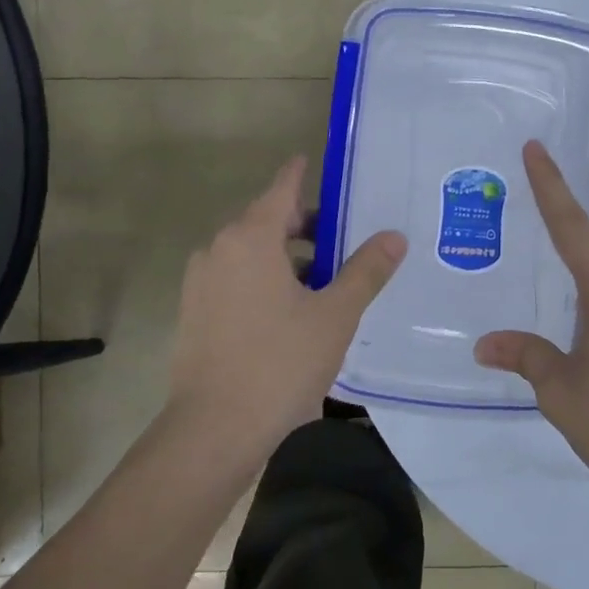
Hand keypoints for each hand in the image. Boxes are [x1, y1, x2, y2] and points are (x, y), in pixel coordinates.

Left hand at [165, 156, 405, 457]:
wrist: (214, 429)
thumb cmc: (280, 363)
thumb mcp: (335, 315)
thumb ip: (366, 271)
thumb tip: (394, 237)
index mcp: (250, 238)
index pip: (281, 189)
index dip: (300, 173)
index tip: (312, 159)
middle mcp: (218, 250)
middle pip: (265, 221)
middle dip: (303, 224)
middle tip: (343, 237)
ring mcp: (200, 282)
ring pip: (250, 253)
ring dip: (285, 257)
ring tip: (325, 280)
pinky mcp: (194, 312)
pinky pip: (235, 279)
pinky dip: (263, 279)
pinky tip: (291, 310)